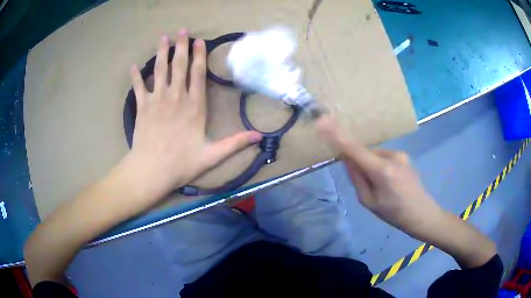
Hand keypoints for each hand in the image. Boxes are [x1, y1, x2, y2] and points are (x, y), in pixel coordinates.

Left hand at [128, 30, 261, 196]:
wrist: (152, 170)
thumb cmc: (182, 163)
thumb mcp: (212, 155)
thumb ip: (235, 143)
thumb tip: (259, 136)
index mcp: (194, 106)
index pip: (198, 74)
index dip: (199, 55)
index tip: (199, 41)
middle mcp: (176, 97)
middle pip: (179, 66)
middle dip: (181, 46)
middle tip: (182, 30)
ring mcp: (157, 100)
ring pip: (160, 70)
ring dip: (162, 52)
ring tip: (163, 37)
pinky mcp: (142, 107)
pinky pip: (138, 87)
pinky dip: (135, 76)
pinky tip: (133, 65)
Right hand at [316, 116, 442, 234]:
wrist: (421, 213)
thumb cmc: (393, 213)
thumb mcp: (369, 202)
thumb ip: (357, 178)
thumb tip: (347, 159)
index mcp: (382, 171)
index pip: (355, 149)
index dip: (337, 136)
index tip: (323, 121)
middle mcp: (391, 156)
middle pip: (364, 153)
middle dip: (359, 163)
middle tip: (366, 186)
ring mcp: (400, 154)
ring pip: (374, 155)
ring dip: (370, 166)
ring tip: (381, 186)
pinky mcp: (404, 156)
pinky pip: (383, 157)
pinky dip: (378, 165)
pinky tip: (388, 181)